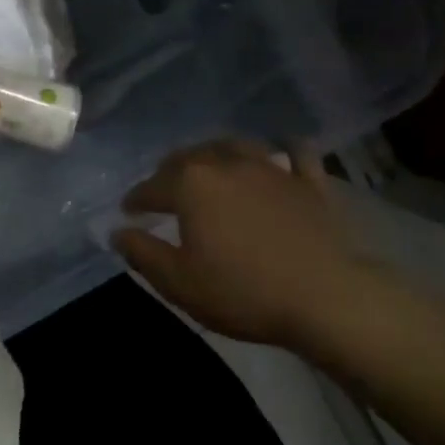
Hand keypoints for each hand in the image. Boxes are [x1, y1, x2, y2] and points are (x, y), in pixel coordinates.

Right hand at [112, 139, 374, 346]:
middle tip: (163, 189)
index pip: (151, 187)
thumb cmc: (243, 292)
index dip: (136, 200)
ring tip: (209, 166)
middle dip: (169, 171)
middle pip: (188, 157)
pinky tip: (280, 154)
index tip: (128, 212)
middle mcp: (226, 163)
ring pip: (234, 146)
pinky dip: (283, 150)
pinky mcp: (309, 182)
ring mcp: (271, 168)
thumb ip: (142, 252)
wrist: (327, 299)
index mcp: (190, 184)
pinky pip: (295, 154)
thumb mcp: (179, 282)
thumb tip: (118, 232)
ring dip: (215, 153)